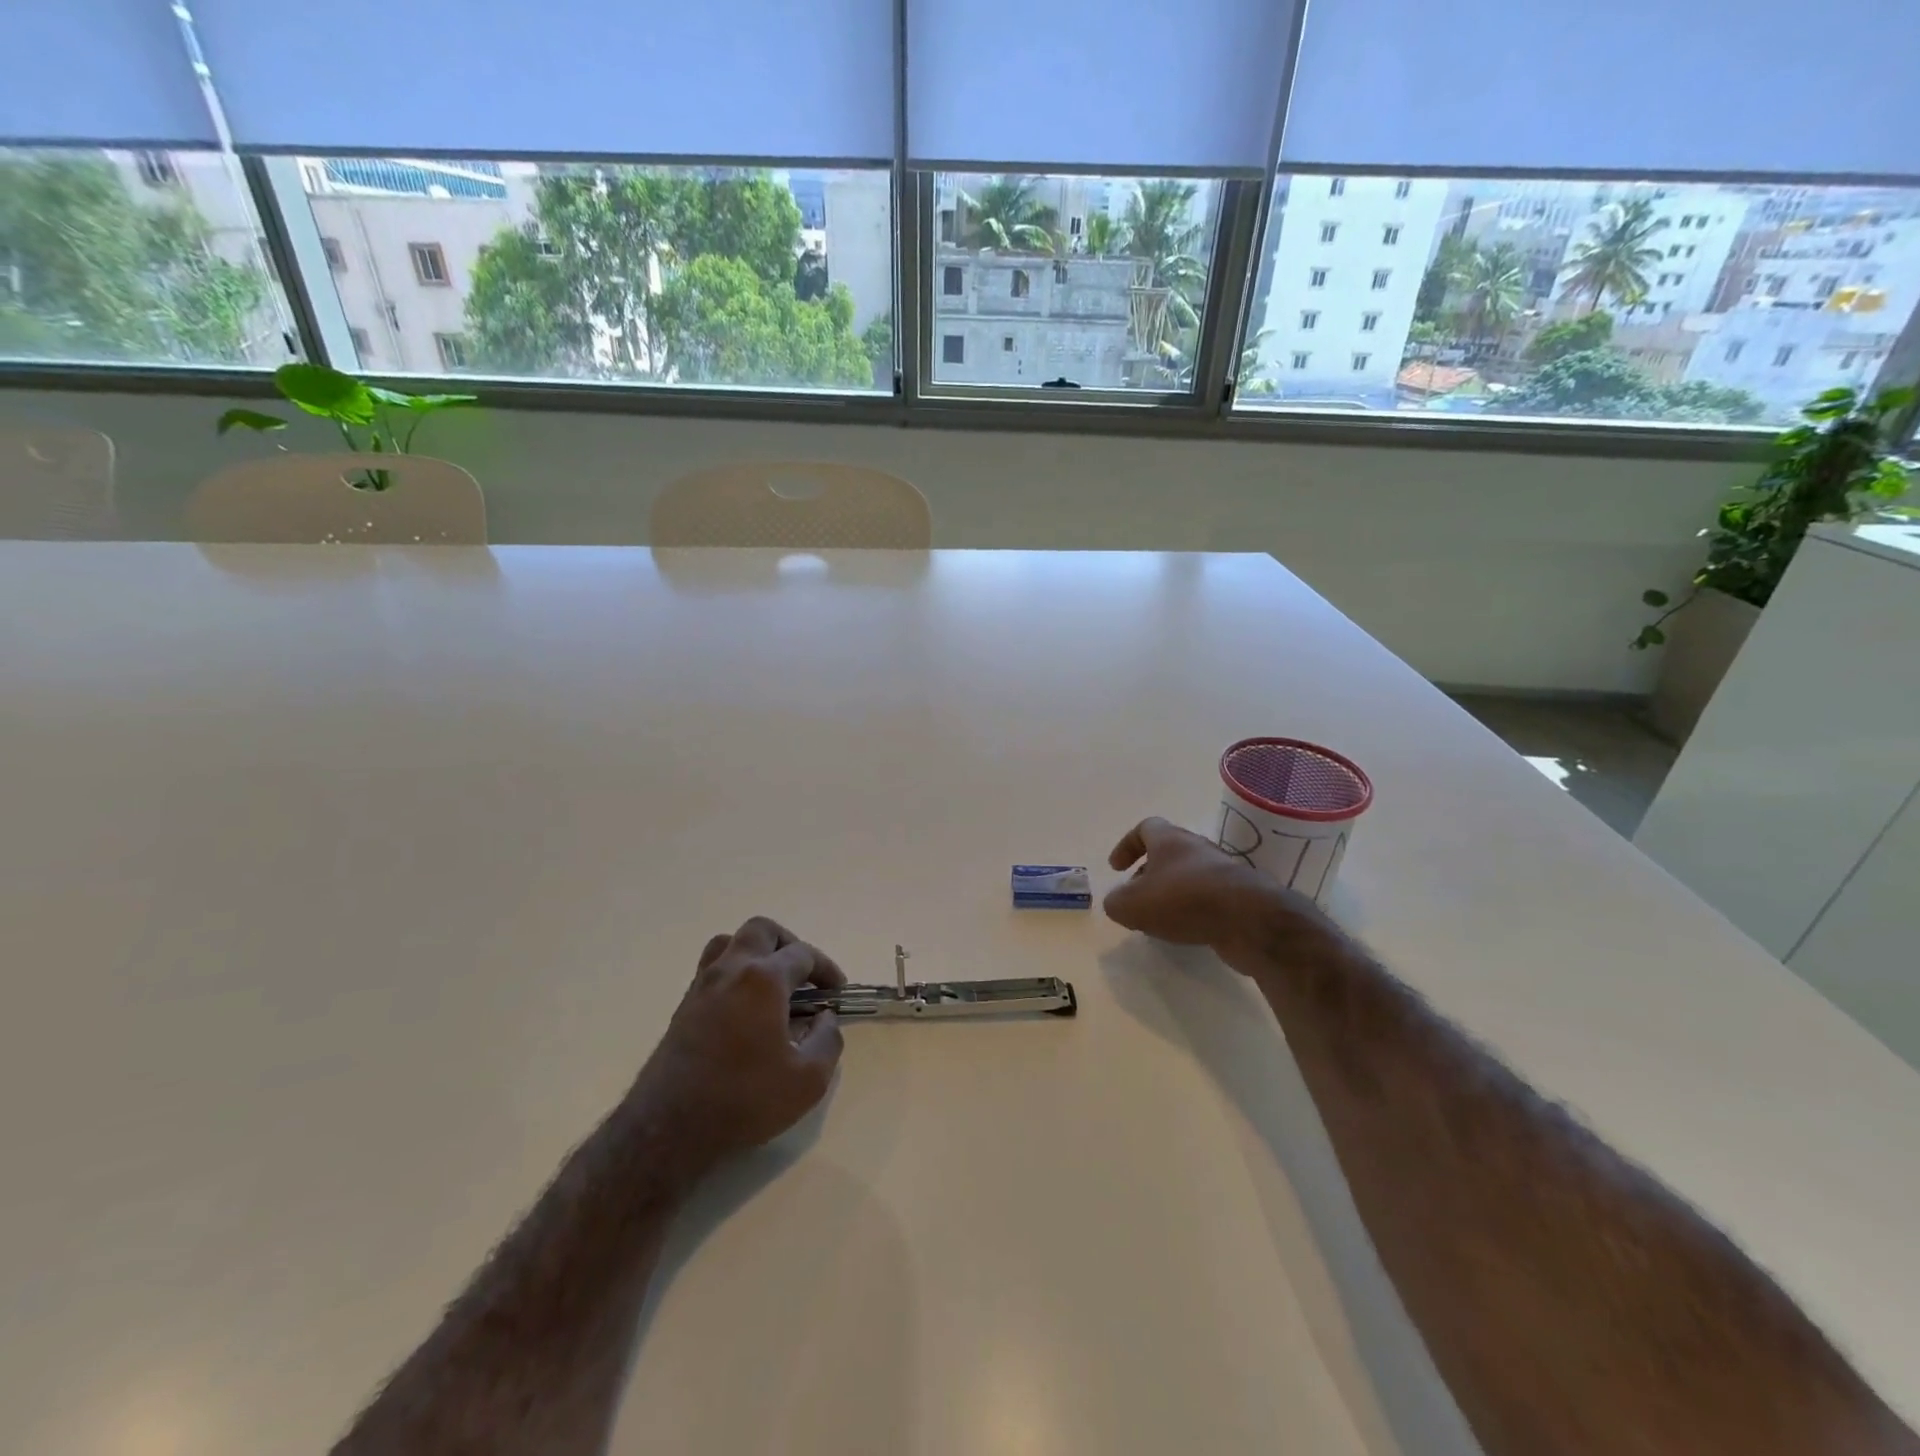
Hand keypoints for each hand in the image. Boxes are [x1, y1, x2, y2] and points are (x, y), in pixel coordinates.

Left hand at [631, 917, 846, 1181]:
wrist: (669, 1129)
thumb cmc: (744, 1099)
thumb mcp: (808, 1079)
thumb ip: (828, 1040)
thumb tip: (825, 1018)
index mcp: (763, 979)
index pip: (803, 954)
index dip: (826, 969)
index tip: (837, 992)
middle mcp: (731, 969)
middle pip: (762, 930)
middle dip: (789, 944)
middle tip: (804, 975)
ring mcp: (702, 985)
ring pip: (730, 942)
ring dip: (756, 951)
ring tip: (772, 982)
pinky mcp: (683, 1005)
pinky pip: (712, 967)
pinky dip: (734, 972)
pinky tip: (745, 1006)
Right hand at [1104, 817, 1327, 972]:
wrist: (1251, 919)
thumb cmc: (1184, 900)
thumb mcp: (1132, 905)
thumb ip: (1116, 902)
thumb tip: (1118, 902)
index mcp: (1170, 839)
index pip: (1144, 828)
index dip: (1127, 846)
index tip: (1116, 869)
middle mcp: (1197, 848)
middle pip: (1167, 852)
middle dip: (1148, 873)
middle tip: (1136, 898)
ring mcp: (1222, 871)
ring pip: (1188, 875)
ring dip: (1171, 893)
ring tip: (1159, 920)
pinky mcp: (1239, 896)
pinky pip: (1208, 897)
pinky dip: (1193, 910)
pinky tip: (1186, 931)